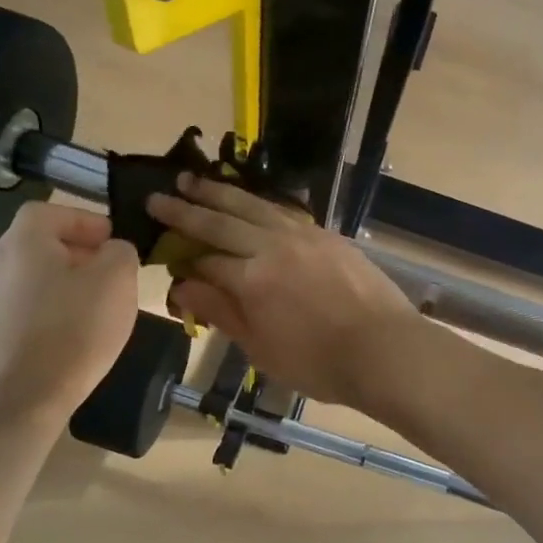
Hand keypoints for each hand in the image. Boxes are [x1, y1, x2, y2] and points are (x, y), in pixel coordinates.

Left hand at [0, 203, 140, 428]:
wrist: (20, 399)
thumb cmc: (73, 330)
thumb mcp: (117, 281)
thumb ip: (121, 252)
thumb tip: (112, 250)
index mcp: (24, 242)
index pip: (51, 211)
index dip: (85, 221)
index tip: (113, 242)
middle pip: (41, 244)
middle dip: (80, 253)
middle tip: (113, 273)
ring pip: (35, 277)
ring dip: (67, 283)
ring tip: (99, 306)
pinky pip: (27, 307)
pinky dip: (53, 310)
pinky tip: (75, 334)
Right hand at [148, 175, 420, 407]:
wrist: (384, 349)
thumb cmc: (319, 363)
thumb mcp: (261, 348)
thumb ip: (222, 312)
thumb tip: (184, 286)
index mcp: (251, 278)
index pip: (205, 262)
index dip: (183, 262)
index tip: (167, 258)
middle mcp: (272, 245)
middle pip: (221, 222)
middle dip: (186, 209)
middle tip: (158, 196)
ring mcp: (303, 235)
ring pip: (252, 205)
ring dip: (219, 192)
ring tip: (193, 180)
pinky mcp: (327, 235)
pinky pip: (283, 210)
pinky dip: (258, 202)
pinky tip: (249, 201)